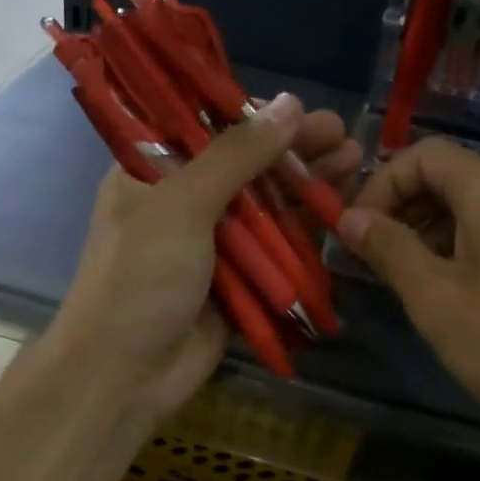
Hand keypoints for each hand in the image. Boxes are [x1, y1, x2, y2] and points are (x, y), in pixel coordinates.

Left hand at [46, 95, 361, 431]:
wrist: (125, 376)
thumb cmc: (141, 278)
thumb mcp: (183, 204)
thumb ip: (237, 155)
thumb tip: (290, 104)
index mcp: (150, 173)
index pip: (205, 127)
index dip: (253, 115)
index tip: (297, 106)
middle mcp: (180, 202)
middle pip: (245, 165)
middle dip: (292, 150)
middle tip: (341, 133)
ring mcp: (210, 244)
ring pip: (266, 205)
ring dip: (306, 185)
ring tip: (355, 160)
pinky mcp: (236, 281)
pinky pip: (275, 249)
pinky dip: (305, 230)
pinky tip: (339, 210)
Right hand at [338, 137, 479, 465]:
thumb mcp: (437, 299)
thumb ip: (389, 250)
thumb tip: (350, 218)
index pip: (421, 155)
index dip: (378, 186)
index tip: (354, 234)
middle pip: (446, 178)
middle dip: (399, 211)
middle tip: (372, 262)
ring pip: (470, 211)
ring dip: (427, 236)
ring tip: (406, 285)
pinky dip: (460, 254)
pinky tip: (453, 300)